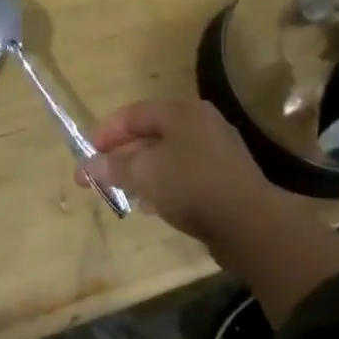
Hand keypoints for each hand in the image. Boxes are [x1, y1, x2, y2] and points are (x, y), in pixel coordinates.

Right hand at [76, 99, 277, 245]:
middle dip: (122, 155)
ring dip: (142, 172)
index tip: (88, 153)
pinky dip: (164, 185)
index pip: (134, 113)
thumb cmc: (191, 186)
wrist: (252, 225)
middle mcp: (202, 124)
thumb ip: (112, 167)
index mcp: (182, 112)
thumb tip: (86, 167)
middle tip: (101, 175)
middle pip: (151, 134)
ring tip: (124, 192)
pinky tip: (154, 206)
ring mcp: (218, 152)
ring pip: (168, 157)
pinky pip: (185, 176)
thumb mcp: (143, 174)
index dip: (107, 132)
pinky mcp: (227, 179)